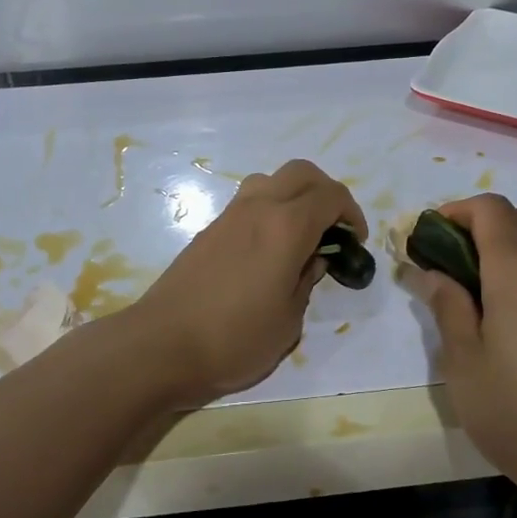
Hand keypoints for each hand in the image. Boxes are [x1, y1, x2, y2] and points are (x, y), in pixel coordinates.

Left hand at [130, 159, 365, 406]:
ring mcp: (229, 215)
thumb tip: (311, 261)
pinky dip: (270, 209)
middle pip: (302, 173)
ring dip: (294, 195)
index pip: (331, 196)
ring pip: (271, 180)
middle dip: (326, 192)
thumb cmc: (234, 339)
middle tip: (333, 228)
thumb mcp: (288, 321)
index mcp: (286, 227)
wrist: (162, 345)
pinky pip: (249, 200)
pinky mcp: (209, 229)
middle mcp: (258, 208)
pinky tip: (269, 248)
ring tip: (300, 234)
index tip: (354, 242)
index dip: (352, 213)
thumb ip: (306, 282)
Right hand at [403, 194, 516, 495]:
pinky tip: (499, 315)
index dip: (454, 211)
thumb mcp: (463, 362)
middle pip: (513, 220)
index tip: (424, 239)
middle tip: (438, 265)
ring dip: (495, 250)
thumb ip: (446, 307)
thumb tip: (430, 272)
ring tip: (463, 291)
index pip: (489, 208)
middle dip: (471, 228)